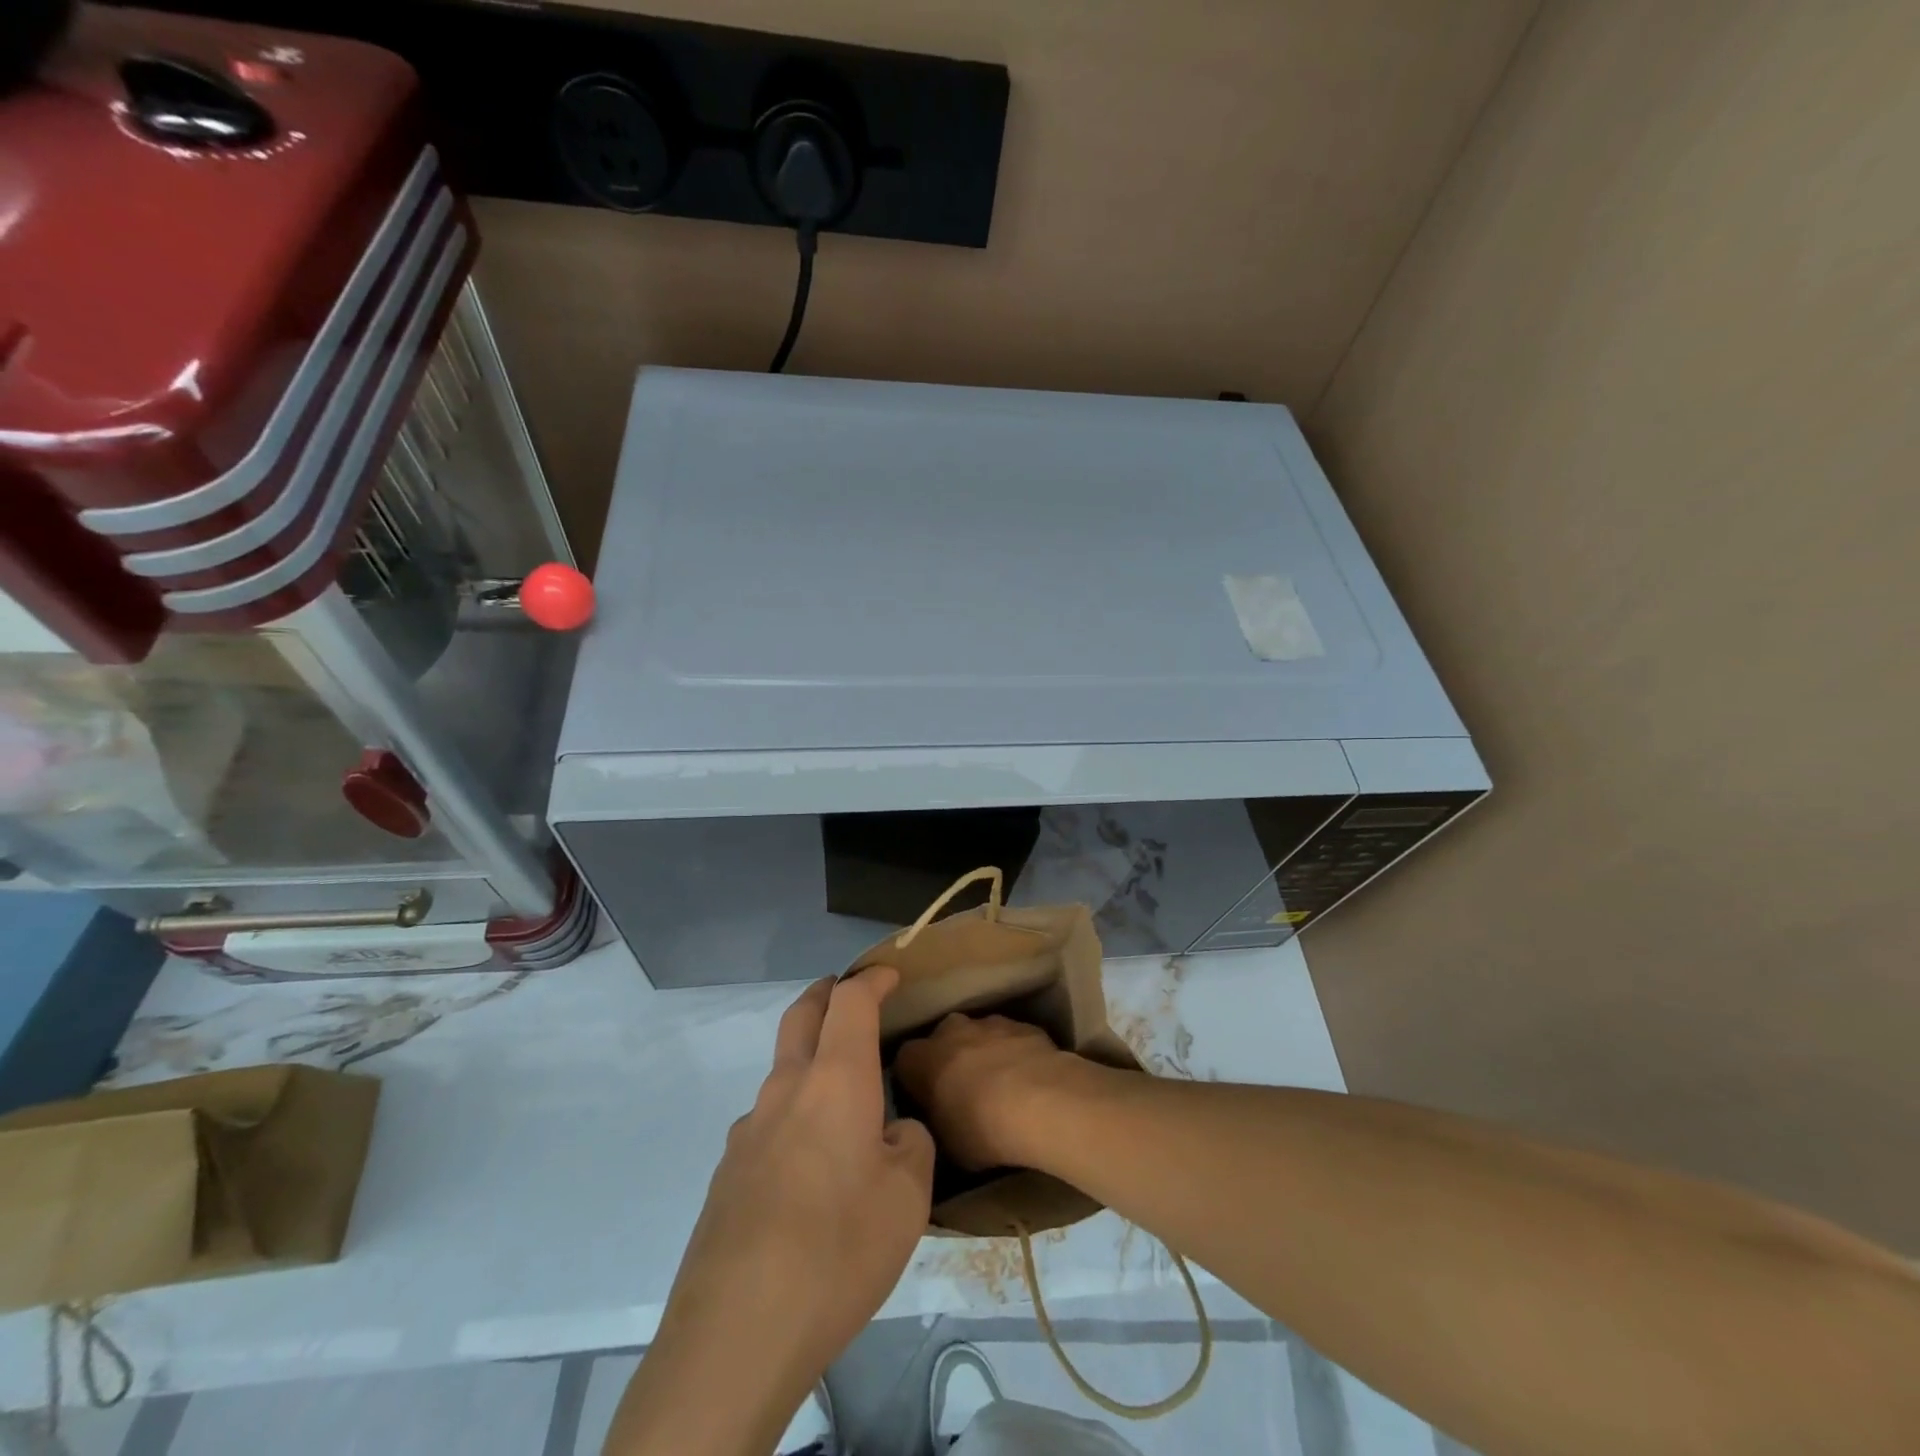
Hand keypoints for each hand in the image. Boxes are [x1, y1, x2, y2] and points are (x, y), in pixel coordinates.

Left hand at [608, 968, 933, 1455]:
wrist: (736, 1333)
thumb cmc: (839, 1249)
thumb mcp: (908, 1198)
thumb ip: (910, 1146)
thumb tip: (894, 1134)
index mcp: (834, 1080)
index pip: (850, 1001)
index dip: (871, 980)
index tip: (890, 975)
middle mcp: (786, 1090)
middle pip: (800, 1015)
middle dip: (826, 994)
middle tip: (847, 994)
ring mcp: (748, 1131)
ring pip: (781, 1072)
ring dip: (808, 1060)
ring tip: (840, 1098)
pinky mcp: (727, 1173)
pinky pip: (767, 1123)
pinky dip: (793, 1115)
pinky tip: (808, 1167)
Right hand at [893, 1012, 1079, 1170]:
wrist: (1039, 1102)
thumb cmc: (980, 1128)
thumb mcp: (945, 1144)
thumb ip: (935, 1122)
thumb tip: (937, 1119)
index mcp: (921, 1058)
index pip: (905, 1062)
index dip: (914, 1081)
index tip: (925, 1102)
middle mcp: (950, 1030)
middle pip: (942, 1040)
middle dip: (949, 1060)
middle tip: (962, 1092)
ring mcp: (989, 1023)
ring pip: (979, 1035)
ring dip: (984, 1054)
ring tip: (1001, 1088)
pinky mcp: (1023, 1025)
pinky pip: (1011, 1039)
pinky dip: (1014, 1054)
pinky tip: (1028, 1081)